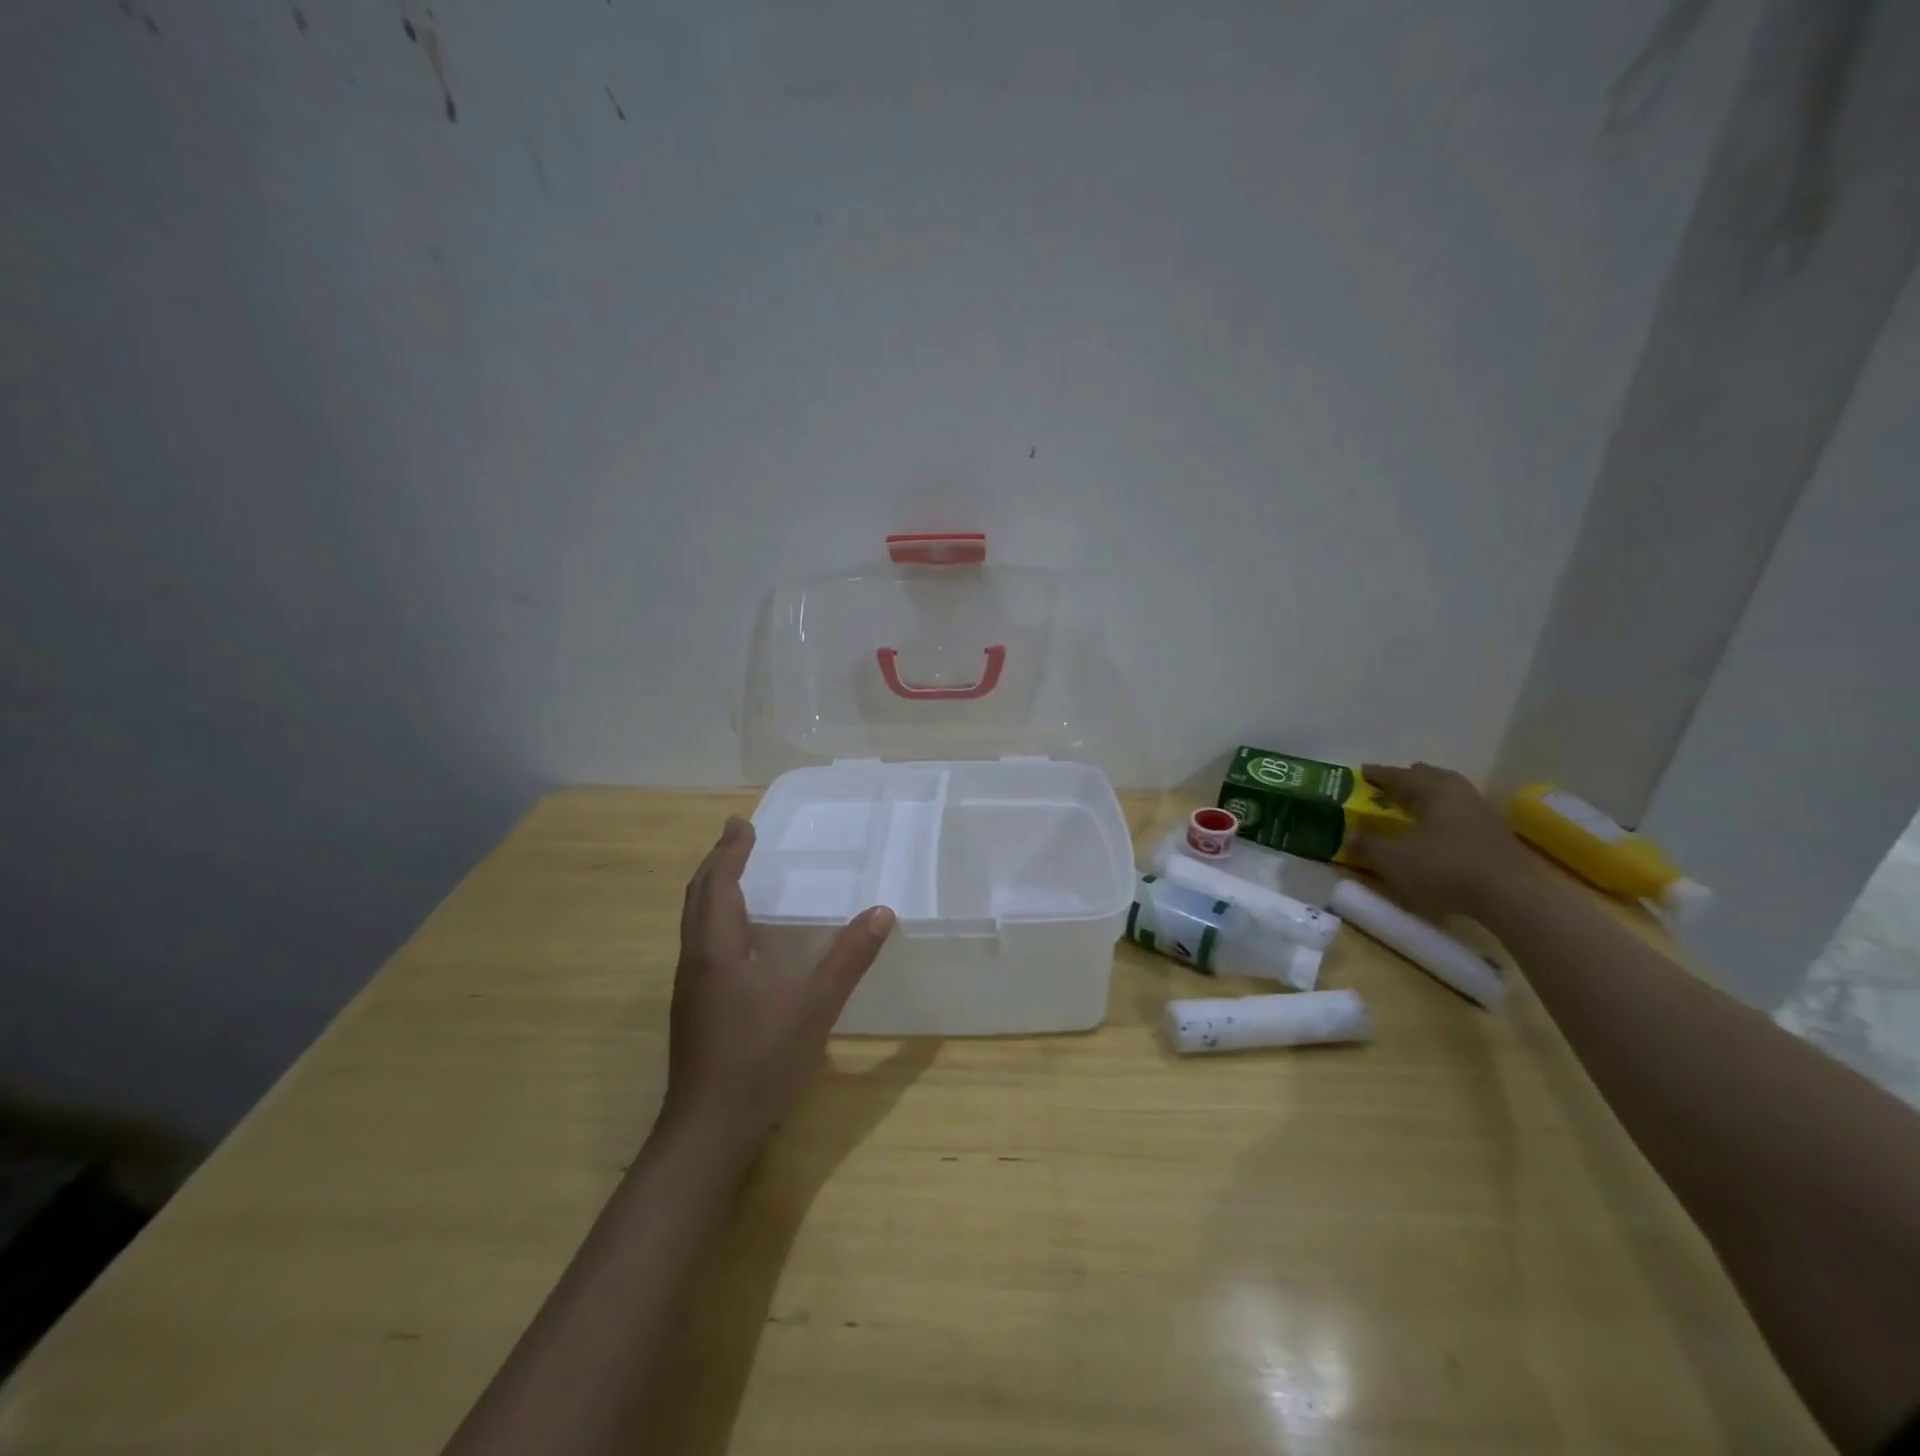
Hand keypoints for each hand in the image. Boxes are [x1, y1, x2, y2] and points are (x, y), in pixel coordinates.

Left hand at [664, 816, 894, 1151]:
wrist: (708, 1132)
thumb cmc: (759, 1060)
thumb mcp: (815, 1006)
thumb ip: (849, 958)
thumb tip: (881, 912)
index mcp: (717, 950)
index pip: (718, 884)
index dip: (730, 851)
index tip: (742, 823)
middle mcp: (696, 961)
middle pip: (698, 899)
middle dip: (717, 864)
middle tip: (737, 837)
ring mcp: (691, 989)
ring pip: (696, 924)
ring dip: (714, 892)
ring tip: (738, 877)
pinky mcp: (695, 1011)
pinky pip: (703, 947)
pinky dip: (719, 922)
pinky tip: (745, 942)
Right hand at [1349, 762, 1540, 919]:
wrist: (1514, 896)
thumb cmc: (1445, 867)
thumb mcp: (1393, 859)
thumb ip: (1367, 845)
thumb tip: (1349, 835)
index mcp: (1433, 790)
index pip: (1400, 775)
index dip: (1378, 774)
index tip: (1362, 772)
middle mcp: (1460, 794)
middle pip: (1432, 779)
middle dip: (1410, 781)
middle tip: (1392, 787)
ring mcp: (1483, 815)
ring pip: (1451, 797)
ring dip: (1431, 800)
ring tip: (1415, 809)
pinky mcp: (1498, 838)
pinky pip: (1463, 817)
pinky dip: (1446, 819)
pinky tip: (1440, 834)